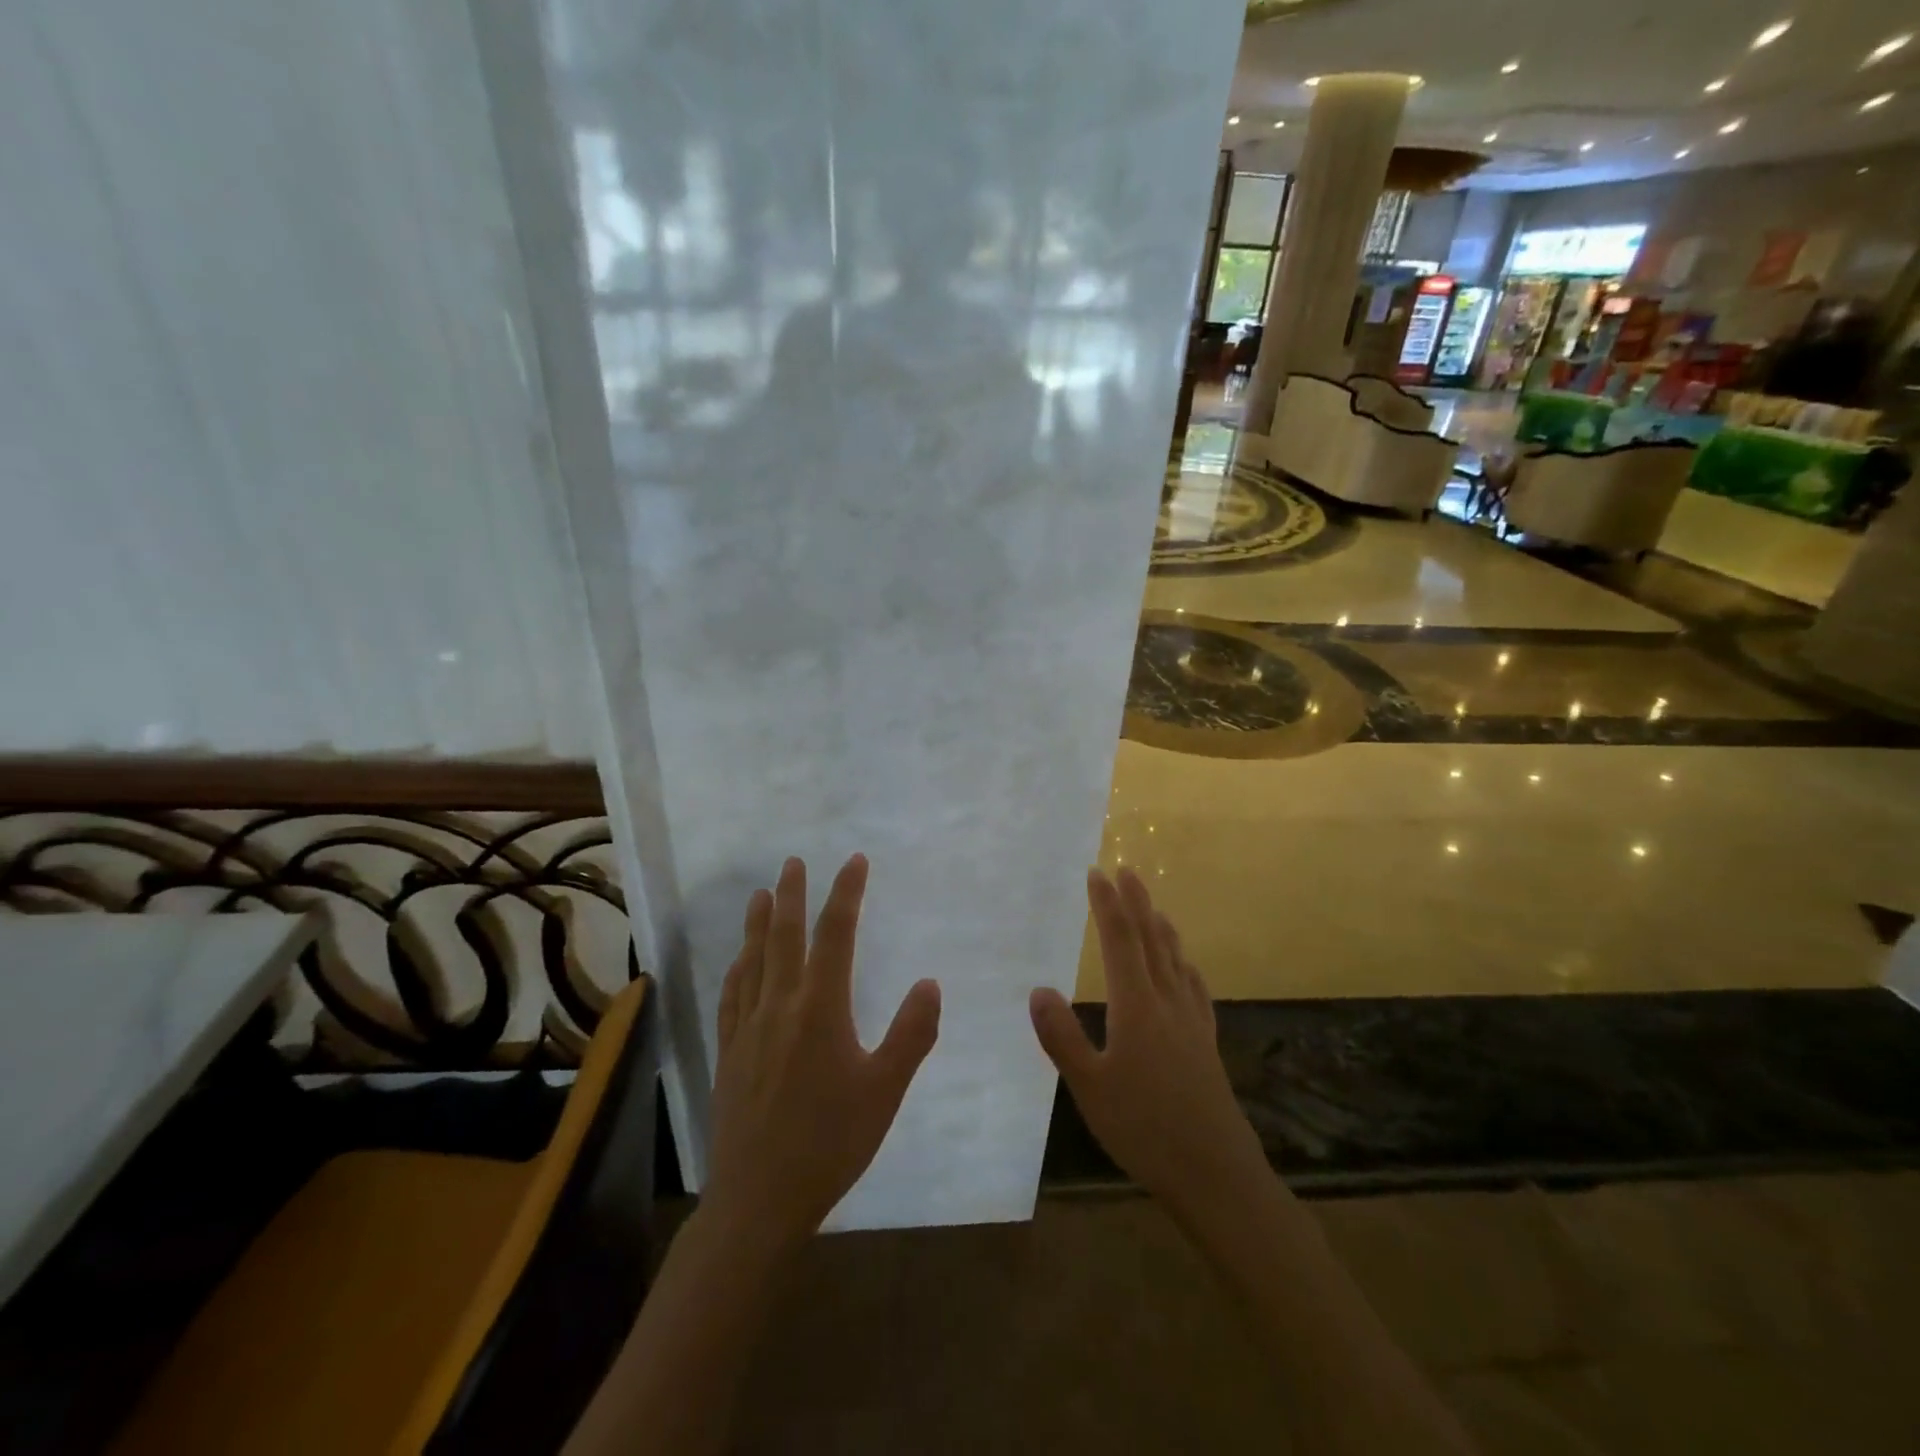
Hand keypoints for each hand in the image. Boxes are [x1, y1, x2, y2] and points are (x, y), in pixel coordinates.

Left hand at [705, 854, 940, 1247]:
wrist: (759, 1199)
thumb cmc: (831, 1143)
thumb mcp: (885, 1091)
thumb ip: (911, 1034)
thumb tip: (930, 983)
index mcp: (821, 1009)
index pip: (835, 935)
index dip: (846, 894)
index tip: (854, 862)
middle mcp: (780, 1006)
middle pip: (785, 937)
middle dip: (792, 894)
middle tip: (794, 862)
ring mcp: (748, 1028)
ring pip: (753, 960)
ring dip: (759, 923)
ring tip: (762, 894)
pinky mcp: (729, 1052)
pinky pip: (732, 995)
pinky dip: (738, 967)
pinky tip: (739, 961)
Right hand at [1030, 868, 1265, 1215]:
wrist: (1215, 1171)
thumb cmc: (1144, 1128)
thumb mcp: (1089, 1086)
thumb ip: (1061, 1036)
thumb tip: (1037, 989)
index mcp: (1137, 1006)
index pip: (1120, 940)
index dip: (1108, 904)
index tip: (1097, 873)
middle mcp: (1167, 1002)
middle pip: (1151, 940)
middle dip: (1136, 903)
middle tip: (1126, 870)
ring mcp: (1191, 1021)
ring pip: (1175, 960)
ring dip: (1160, 927)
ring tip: (1152, 907)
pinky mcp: (1206, 1042)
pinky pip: (1195, 988)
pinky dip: (1185, 966)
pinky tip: (1186, 968)